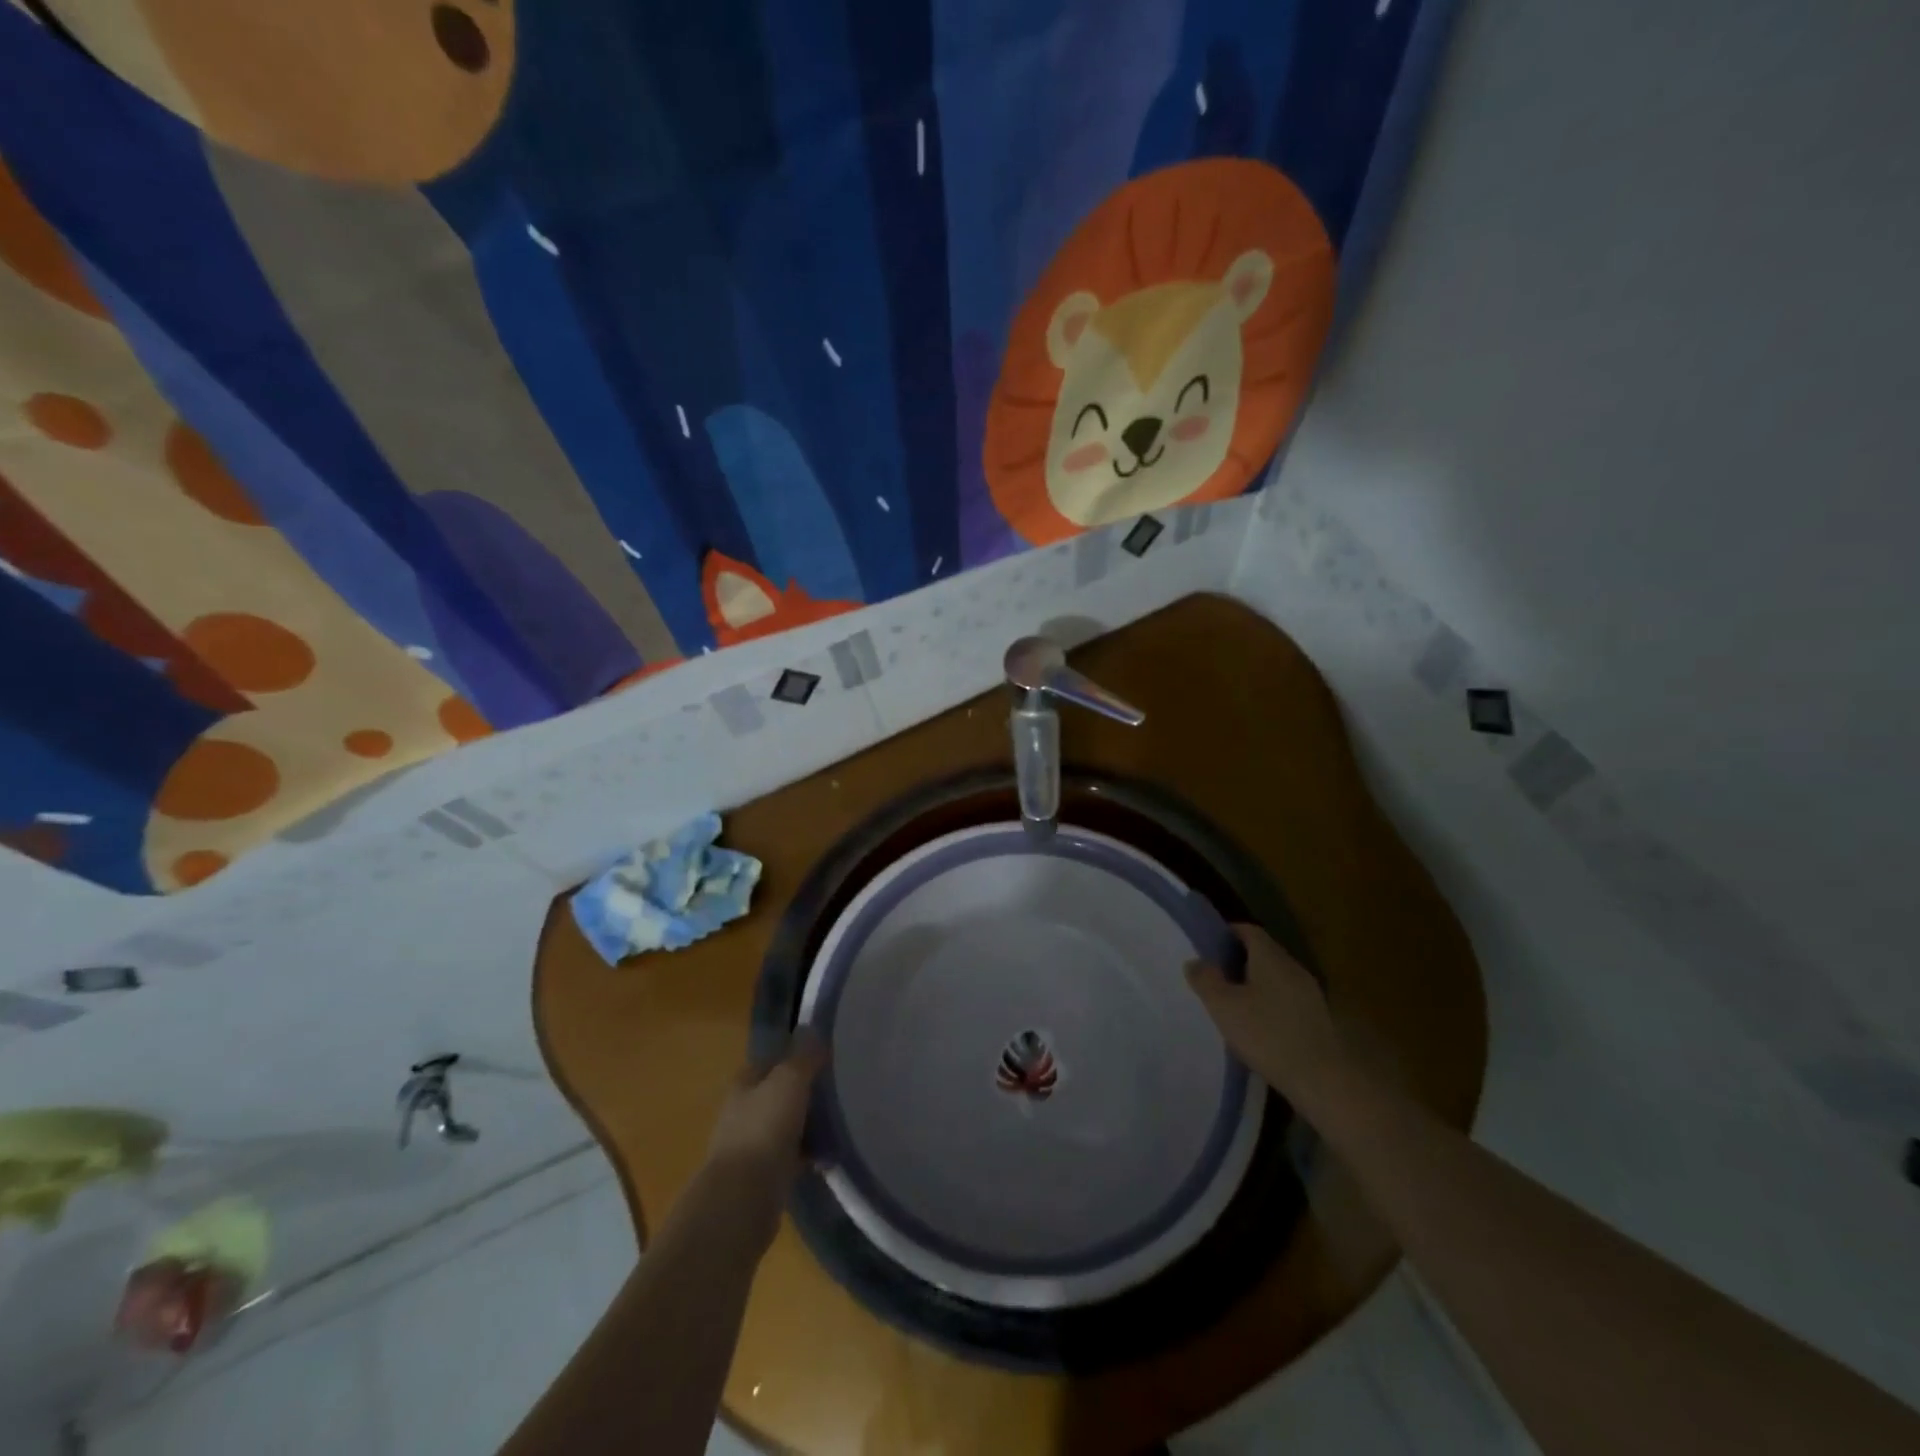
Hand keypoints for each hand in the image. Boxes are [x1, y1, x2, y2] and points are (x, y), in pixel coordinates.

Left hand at [701, 1035, 827, 1237]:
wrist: (743, 1199)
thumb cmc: (764, 1129)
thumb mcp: (789, 1081)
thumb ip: (803, 1056)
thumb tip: (812, 1029)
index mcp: (745, 1083)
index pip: (772, 1060)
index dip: (796, 1055)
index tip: (826, 1055)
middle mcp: (744, 1111)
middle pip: (780, 1093)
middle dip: (805, 1090)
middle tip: (839, 1087)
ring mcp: (752, 1145)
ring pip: (787, 1125)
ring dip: (809, 1124)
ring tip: (842, 1120)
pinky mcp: (764, 1176)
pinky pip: (793, 1157)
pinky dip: (810, 1154)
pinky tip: (831, 1155)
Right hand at [1186, 924, 1346, 1104]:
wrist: (1322, 1079)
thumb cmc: (1266, 1035)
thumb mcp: (1223, 1006)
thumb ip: (1205, 980)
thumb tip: (1195, 961)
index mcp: (1271, 957)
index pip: (1248, 930)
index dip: (1227, 934)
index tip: (1207, 947)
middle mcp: (1293, 967)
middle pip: (1263, 952)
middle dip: (1238, 959)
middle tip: (1215, 975)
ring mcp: (1309, 992)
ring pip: (1276, 976)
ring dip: (1254, 982)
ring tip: (1233, 1002)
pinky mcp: (1317, 1017)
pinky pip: (1286, 997)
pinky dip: (1269, 1001)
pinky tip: (1258, 1025)